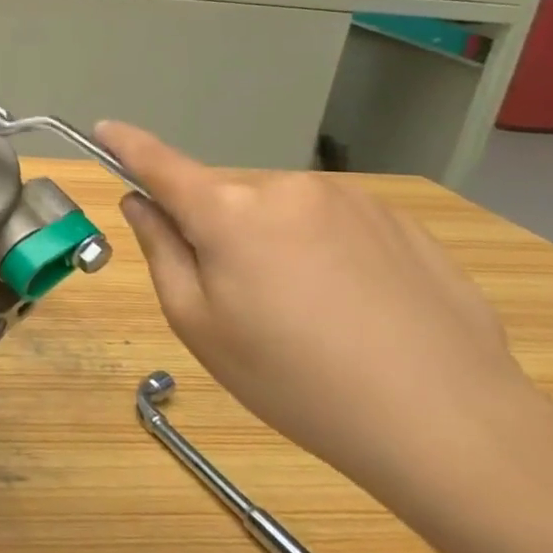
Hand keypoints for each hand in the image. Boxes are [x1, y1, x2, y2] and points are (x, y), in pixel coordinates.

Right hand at [96, 121, 542, 501]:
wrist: (449, 423)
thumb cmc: (294, 380)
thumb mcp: (200, 325)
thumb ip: (162, 251)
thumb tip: (141, 203)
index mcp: (228, 211)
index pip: (160, 163)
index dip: (126, 145)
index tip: (103, 129)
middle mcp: (286, 187)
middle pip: (226, 200)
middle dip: (218, 233)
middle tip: (242, 303)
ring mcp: (351, 199)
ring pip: (281, 213)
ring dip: (275, 244)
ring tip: (311, 316)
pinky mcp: (401, 221)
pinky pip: (334, 226)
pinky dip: (325, 254)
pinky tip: (357, 311)